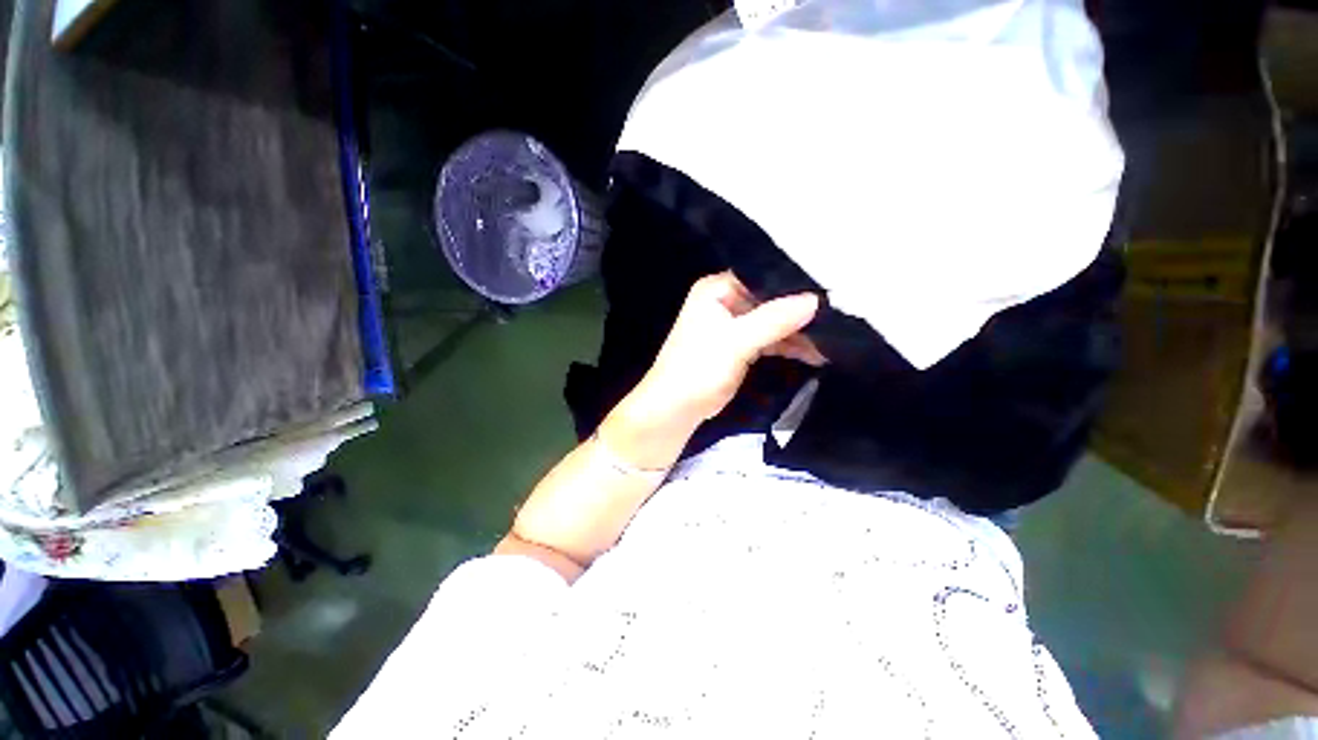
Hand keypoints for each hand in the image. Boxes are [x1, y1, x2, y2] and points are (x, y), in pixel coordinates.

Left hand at [626, 272, 823, 432]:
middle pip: (770, 299)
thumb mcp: (736, 342)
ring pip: (772, 321)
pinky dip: (788, 345)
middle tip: (838, 314)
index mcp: (717, 290)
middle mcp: (725, 301)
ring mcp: (732, 325)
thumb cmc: (698, 368)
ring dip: (797, 331)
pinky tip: (814, 352)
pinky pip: (769, 339)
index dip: (793, 282)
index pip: (762, 276)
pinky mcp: (739, 346)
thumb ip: (773, 319)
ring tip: (833, 337)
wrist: (677, 408)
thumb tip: (815, 299)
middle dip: (799, 310)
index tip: (829, 287)